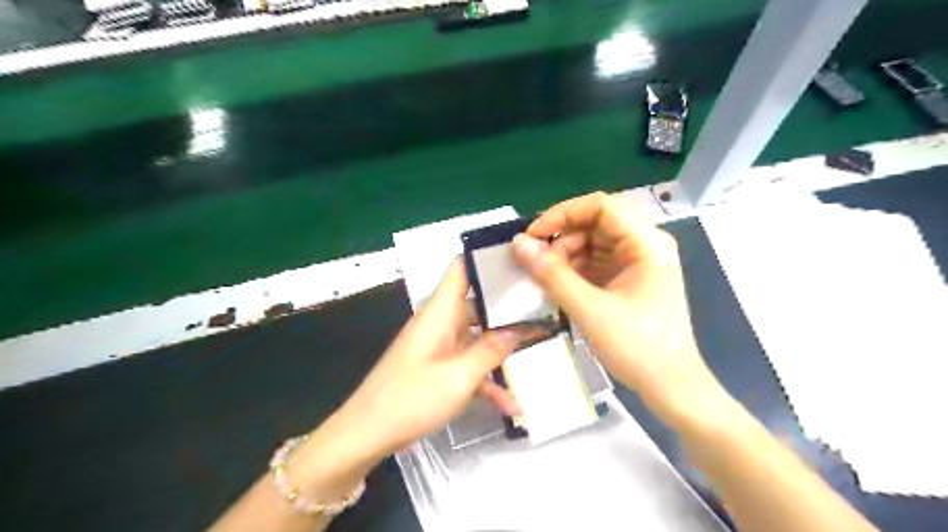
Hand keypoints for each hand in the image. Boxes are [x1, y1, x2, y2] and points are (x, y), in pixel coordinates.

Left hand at [338, 259, 530, 463]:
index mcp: (441, 311)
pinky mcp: (439, 369)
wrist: (367, 435)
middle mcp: (441, 322)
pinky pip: (469, 365)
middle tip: (545, 307)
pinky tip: (512, 406)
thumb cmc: (412, 398)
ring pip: (478, 337)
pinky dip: (487, 380)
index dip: (489, 257)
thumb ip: (493, 349)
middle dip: (510, 307)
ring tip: (540, 350)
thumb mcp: (460, 375)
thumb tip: (522, 328)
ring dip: (503, 350)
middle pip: (479, 303)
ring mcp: (440, 346)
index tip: (522, 260)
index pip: (463, 267)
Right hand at [515, 194, 722, 425]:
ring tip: (547, 280)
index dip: (562, 214)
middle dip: (562, 239)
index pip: (599, 206)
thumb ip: (551, 274)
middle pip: (595, 223)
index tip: (533, 237)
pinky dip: (575, 270)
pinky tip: (560, 286)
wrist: (671, 387)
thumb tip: (518, 244)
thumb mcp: (589, 309)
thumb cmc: (637, 347)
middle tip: (537, 265)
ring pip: (593, 243)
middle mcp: (644, 244)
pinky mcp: (630, 279)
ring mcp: (638, 262)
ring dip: (566, 256)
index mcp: (646, 242)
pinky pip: (597, 262)